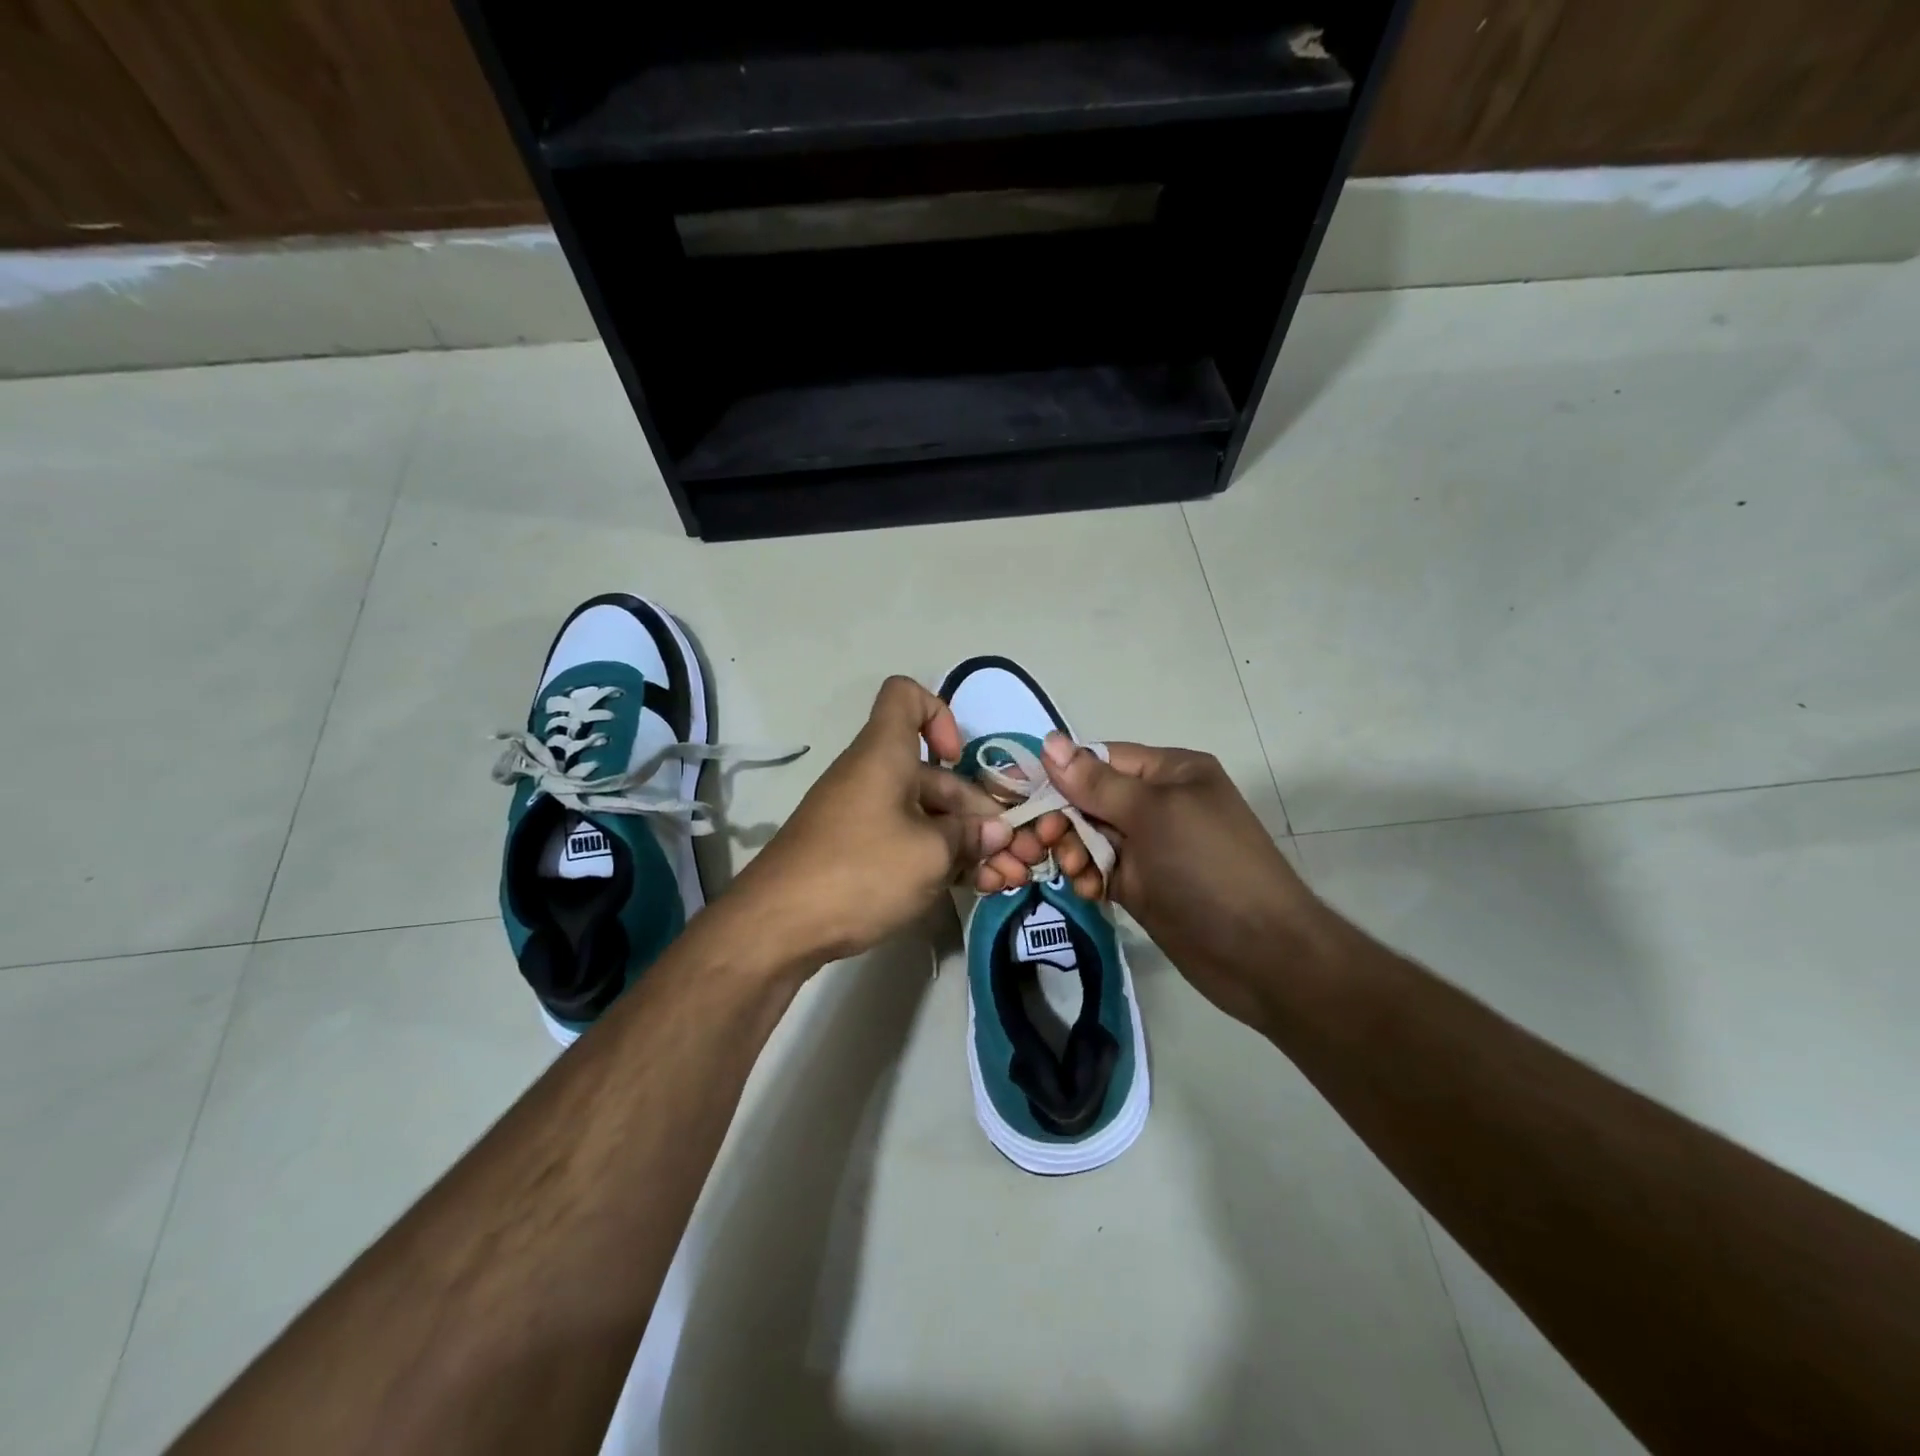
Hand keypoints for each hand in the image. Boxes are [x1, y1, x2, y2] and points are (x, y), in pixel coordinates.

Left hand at [731, 677, 1053, 963]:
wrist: (777, 927)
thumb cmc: (860, 870)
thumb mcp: (929, 854)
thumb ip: (969, 837)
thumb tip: (994, 832)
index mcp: (885, 754)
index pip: (906, 696)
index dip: (941, 714)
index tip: (959, 759)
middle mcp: (873, 776)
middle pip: (934, 774)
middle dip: (979, 811)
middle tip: (1015, 854)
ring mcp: (863, 817)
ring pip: (926, 815)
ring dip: (968, 843)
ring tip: (1005, 879)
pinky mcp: (856, 852)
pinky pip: (907, 841)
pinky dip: (939, 858)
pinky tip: (972, 888)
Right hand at [1034, 734, 1330, 1032]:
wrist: (1260, 955)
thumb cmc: (1209, 867)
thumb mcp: (1154, 814)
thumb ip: (1096, 782)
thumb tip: (1047, 740)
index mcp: (1168, 771)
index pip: (1099, 759)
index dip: (1059, 774)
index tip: (1020, 795)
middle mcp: (1155, 803)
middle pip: (1087, 798)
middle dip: (1062, 818)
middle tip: (1043, 843)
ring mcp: (1147, 846)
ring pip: (1087, 835)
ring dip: (1072, 850)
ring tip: (1078, 872)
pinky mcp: (1139, 884)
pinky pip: (1097, 868)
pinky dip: (1086, 876)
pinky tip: (1090, 891)